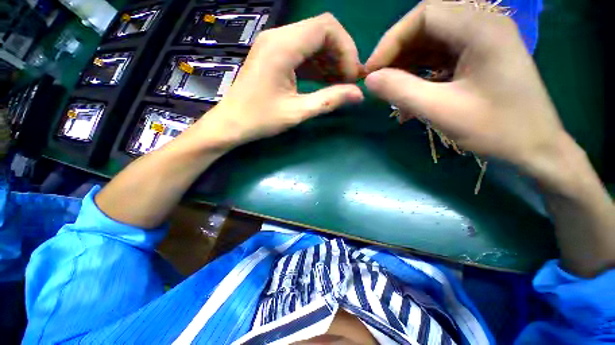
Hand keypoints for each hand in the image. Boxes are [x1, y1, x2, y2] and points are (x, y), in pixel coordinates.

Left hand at [193, 13, 363, 148]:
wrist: (232, 123)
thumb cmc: (260, 119)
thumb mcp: (297, 112)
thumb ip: (329, 100)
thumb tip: (358, 95)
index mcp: (282, 46)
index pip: (327, 27)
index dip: (346, 49)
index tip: (351, 76)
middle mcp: (278, 37)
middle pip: (322, 31)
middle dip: (340, 55)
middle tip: (348, 82)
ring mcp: (275, 45)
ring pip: (313, 42)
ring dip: (330, 61)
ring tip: (339, 84)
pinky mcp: (274, 55)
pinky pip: (302, 53)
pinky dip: (317, 66)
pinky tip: (325, 82)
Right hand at [364, 1, 570, 181]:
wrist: (534, 147)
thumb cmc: (496, 129)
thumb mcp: (441, 110)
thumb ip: (400, 91)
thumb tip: (369, 80)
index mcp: (481, 28)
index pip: (424, 15)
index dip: (391, 40)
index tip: (372, 71)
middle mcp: (483, 25)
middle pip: (426, 26)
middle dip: (397, 53)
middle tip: (379, 80)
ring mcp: (481, 42)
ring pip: (431, 43)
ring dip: (406, 66)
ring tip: (391, 91)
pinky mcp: (478, 58)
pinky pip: (440, 59)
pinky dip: (420, 76)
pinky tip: (410, 98)